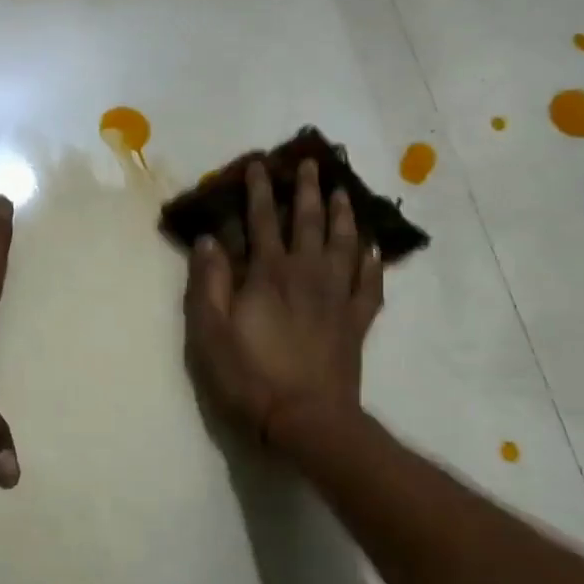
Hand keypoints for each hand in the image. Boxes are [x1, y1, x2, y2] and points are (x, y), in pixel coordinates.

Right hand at [183, 158, 382, 444]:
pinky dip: (373, 262)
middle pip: (309, 222)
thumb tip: (209, 240)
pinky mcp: (356, 322)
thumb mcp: (210, 332)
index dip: (259, 191)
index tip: (260, 164)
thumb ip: (208, 283)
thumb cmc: (249, 376)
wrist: (306, 420)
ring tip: (344, 193)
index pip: (261, 220)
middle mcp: (307, 274)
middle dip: (307, 191)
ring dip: (344, 215)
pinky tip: (374, 249)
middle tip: (310, 164)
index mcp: (269, 274)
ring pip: (345, 244)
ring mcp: (337, 297)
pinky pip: (370, 283)